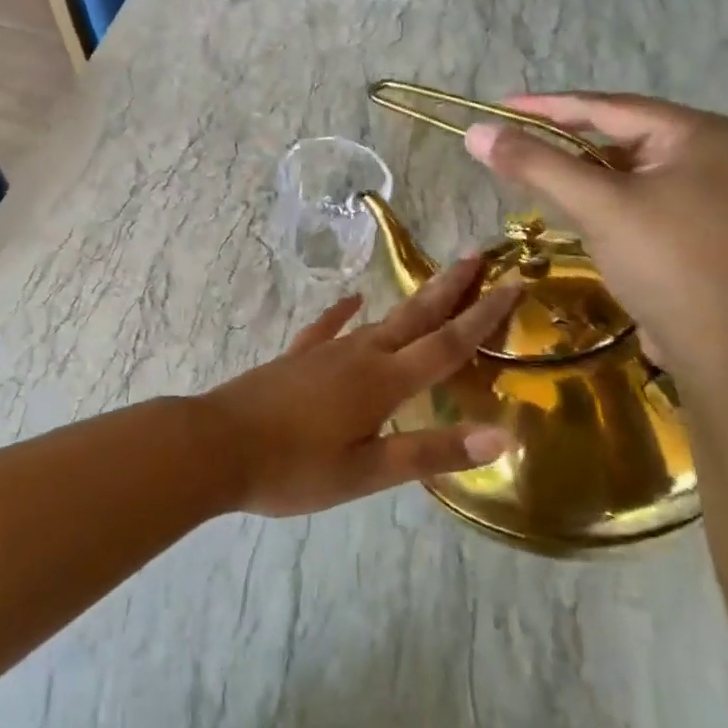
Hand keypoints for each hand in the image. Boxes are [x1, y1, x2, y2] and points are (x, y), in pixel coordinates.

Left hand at [201, 256, 521, 516]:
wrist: (215, 446)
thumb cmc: (293, 468)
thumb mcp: (367, 471)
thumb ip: (432, 451)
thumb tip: (502, 434)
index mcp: (383, 382)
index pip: (446, 344)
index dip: (483, 316)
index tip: (513, 284)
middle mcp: (359, 355)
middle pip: (415, 317)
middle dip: (449, 288)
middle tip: (477, 255)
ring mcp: (324, 353)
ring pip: (379, 320)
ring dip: (411, 302)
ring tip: (433, 285)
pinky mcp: (296, 360)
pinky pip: (327, 329)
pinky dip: (342, 314)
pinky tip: (350, 301)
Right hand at [464, 93, 727, 379]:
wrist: (727, 350)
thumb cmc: (666, 263)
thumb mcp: (597, 206)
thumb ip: (535, 164)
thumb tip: (476, 132)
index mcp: (697, 132)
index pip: (606, 107)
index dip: (545, 106)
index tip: (497, 106)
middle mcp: (709, 151)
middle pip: (616, 133)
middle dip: (560, 138)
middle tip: (510, 140)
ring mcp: (707, 189)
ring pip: (624, 166)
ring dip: (577, 169)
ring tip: (530, 170)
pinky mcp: (696, 223)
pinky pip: (635, 193)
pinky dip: (599, 194)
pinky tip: (570, 204)